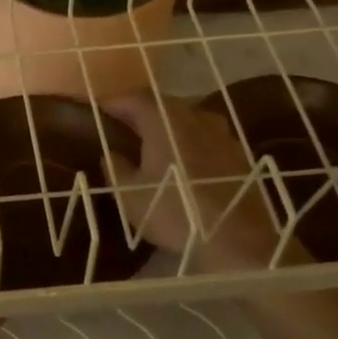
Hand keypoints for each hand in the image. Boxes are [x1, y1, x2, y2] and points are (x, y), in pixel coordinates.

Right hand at [101, 91, 284, 268]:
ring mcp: (222, 134)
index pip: (135, 98)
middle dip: (141, 112)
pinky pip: (206, 137)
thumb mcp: (130, 195)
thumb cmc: (175, 212)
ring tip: (154, 144)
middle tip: (123, 127)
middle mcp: (195, 117)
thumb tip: (111, 153)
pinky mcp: (239, 154)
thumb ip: (116, 168)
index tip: (98, 111)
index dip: (114, 102)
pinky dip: (190, 142)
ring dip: (168, 126)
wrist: (239, 240)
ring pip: (188, 119)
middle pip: (164, 104)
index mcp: (164, 120)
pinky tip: (185, 163)